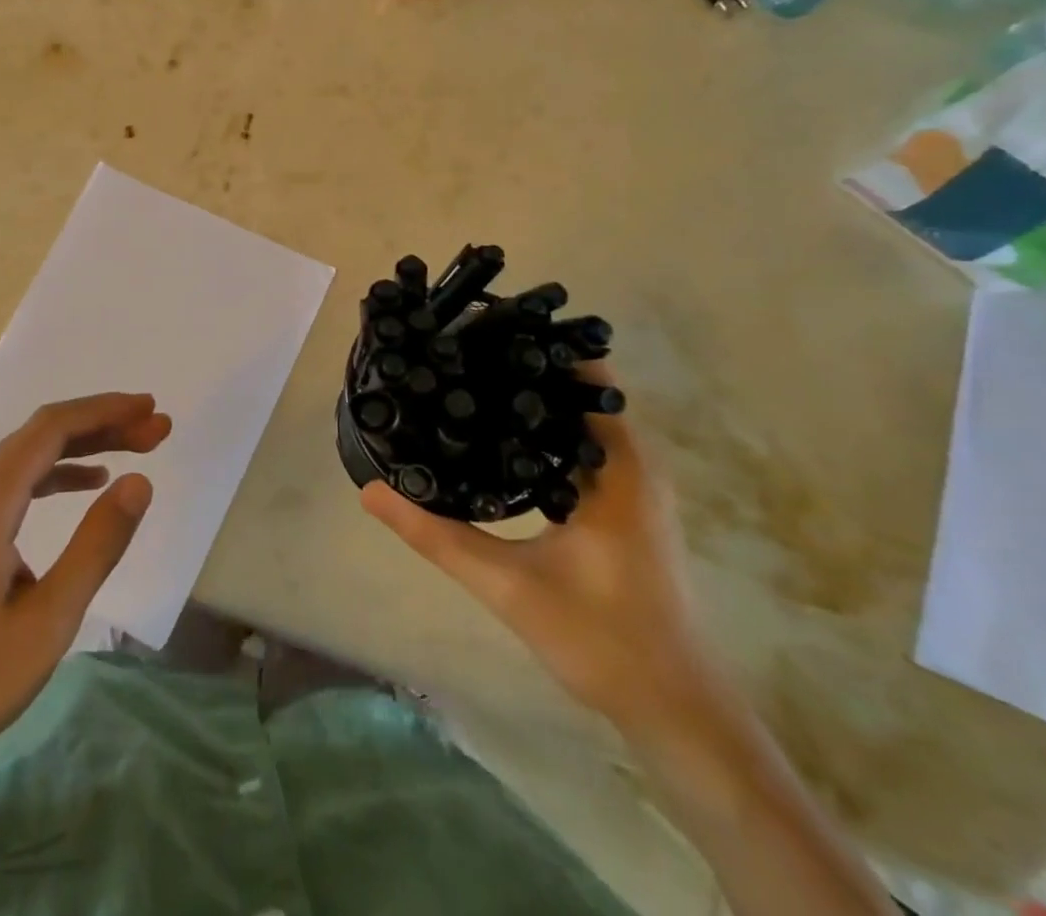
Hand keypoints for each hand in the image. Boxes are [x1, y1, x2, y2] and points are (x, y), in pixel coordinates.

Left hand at [0, 392, 169, 781]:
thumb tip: (140, 481)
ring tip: (136, 448)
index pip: (52, 428)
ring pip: (29, 454)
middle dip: (103, 424)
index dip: (106, 412)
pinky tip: (89, 482)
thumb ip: (98, 544)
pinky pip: (15, 480)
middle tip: (157, 429)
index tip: (151, 409)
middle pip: (42, 433)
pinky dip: (57, 472)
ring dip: (84, 446)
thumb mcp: (51, 617)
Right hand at [361, 374, 717, 736]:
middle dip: (521, 368)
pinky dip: (543, 431)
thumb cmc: (603, 641)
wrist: (674, 712)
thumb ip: (435, 534)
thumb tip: (371, 490)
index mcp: (620, 466)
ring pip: (579, 419)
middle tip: (456, 356)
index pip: (585, 375)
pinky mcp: (624, 506)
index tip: (477, 332)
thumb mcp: (506, 585)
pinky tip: (496, 441)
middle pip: (578, 389)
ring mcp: (633, 486)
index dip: (534, 348)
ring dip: (532, 401)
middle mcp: (634, 464)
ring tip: (466, 384)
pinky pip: (582, 446)